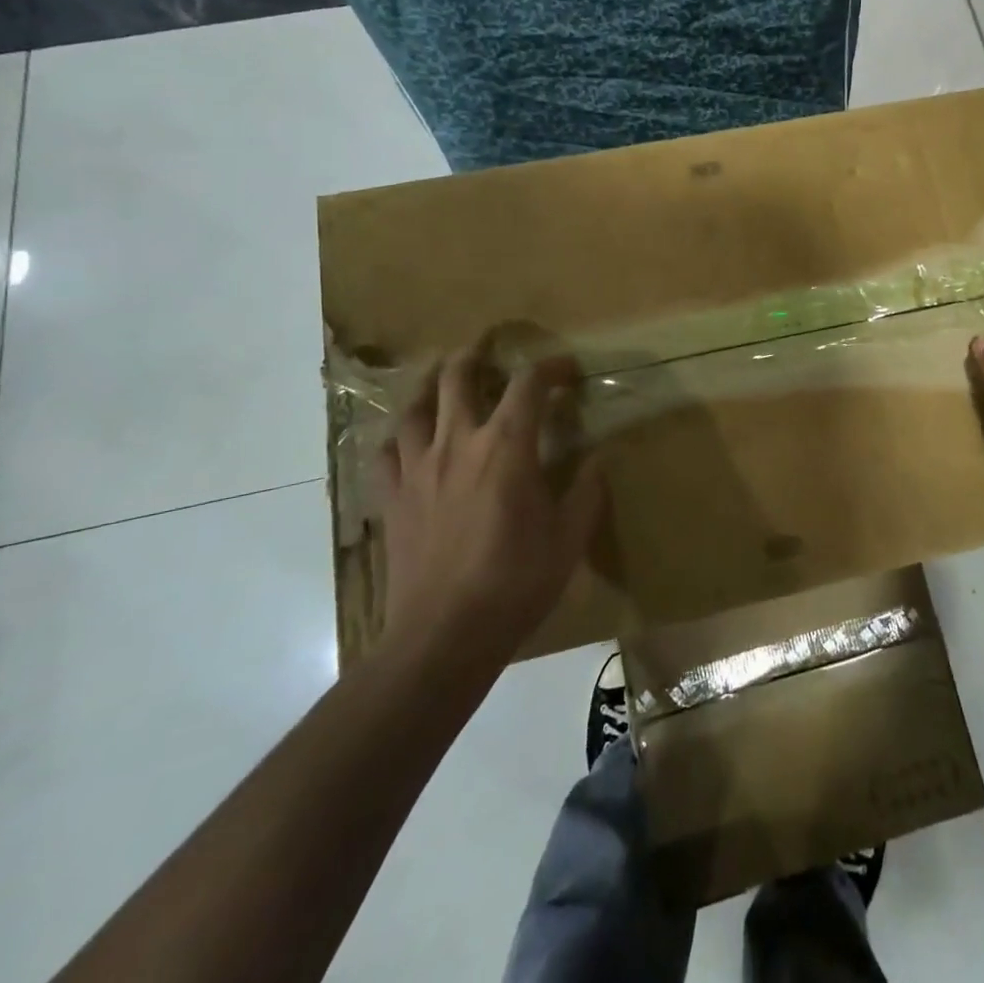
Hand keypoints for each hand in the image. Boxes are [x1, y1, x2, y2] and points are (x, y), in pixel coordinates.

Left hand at [375, 345, 606, 659]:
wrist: (444, 636)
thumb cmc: (516, 582)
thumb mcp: (570, 537)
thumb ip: (587, 491)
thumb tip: (597, 459)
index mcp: (506, 447)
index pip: (528, 385)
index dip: (549, 367)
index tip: (566, 370)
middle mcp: (458, 444)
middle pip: (458, 378)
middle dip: (475, 354)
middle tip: (487, 347)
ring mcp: (417, 469)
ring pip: (414, 407)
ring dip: (429, 383)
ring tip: (440, 375)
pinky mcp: (391, 499)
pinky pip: (386, 453)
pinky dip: (399, 436)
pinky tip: (407, 439)